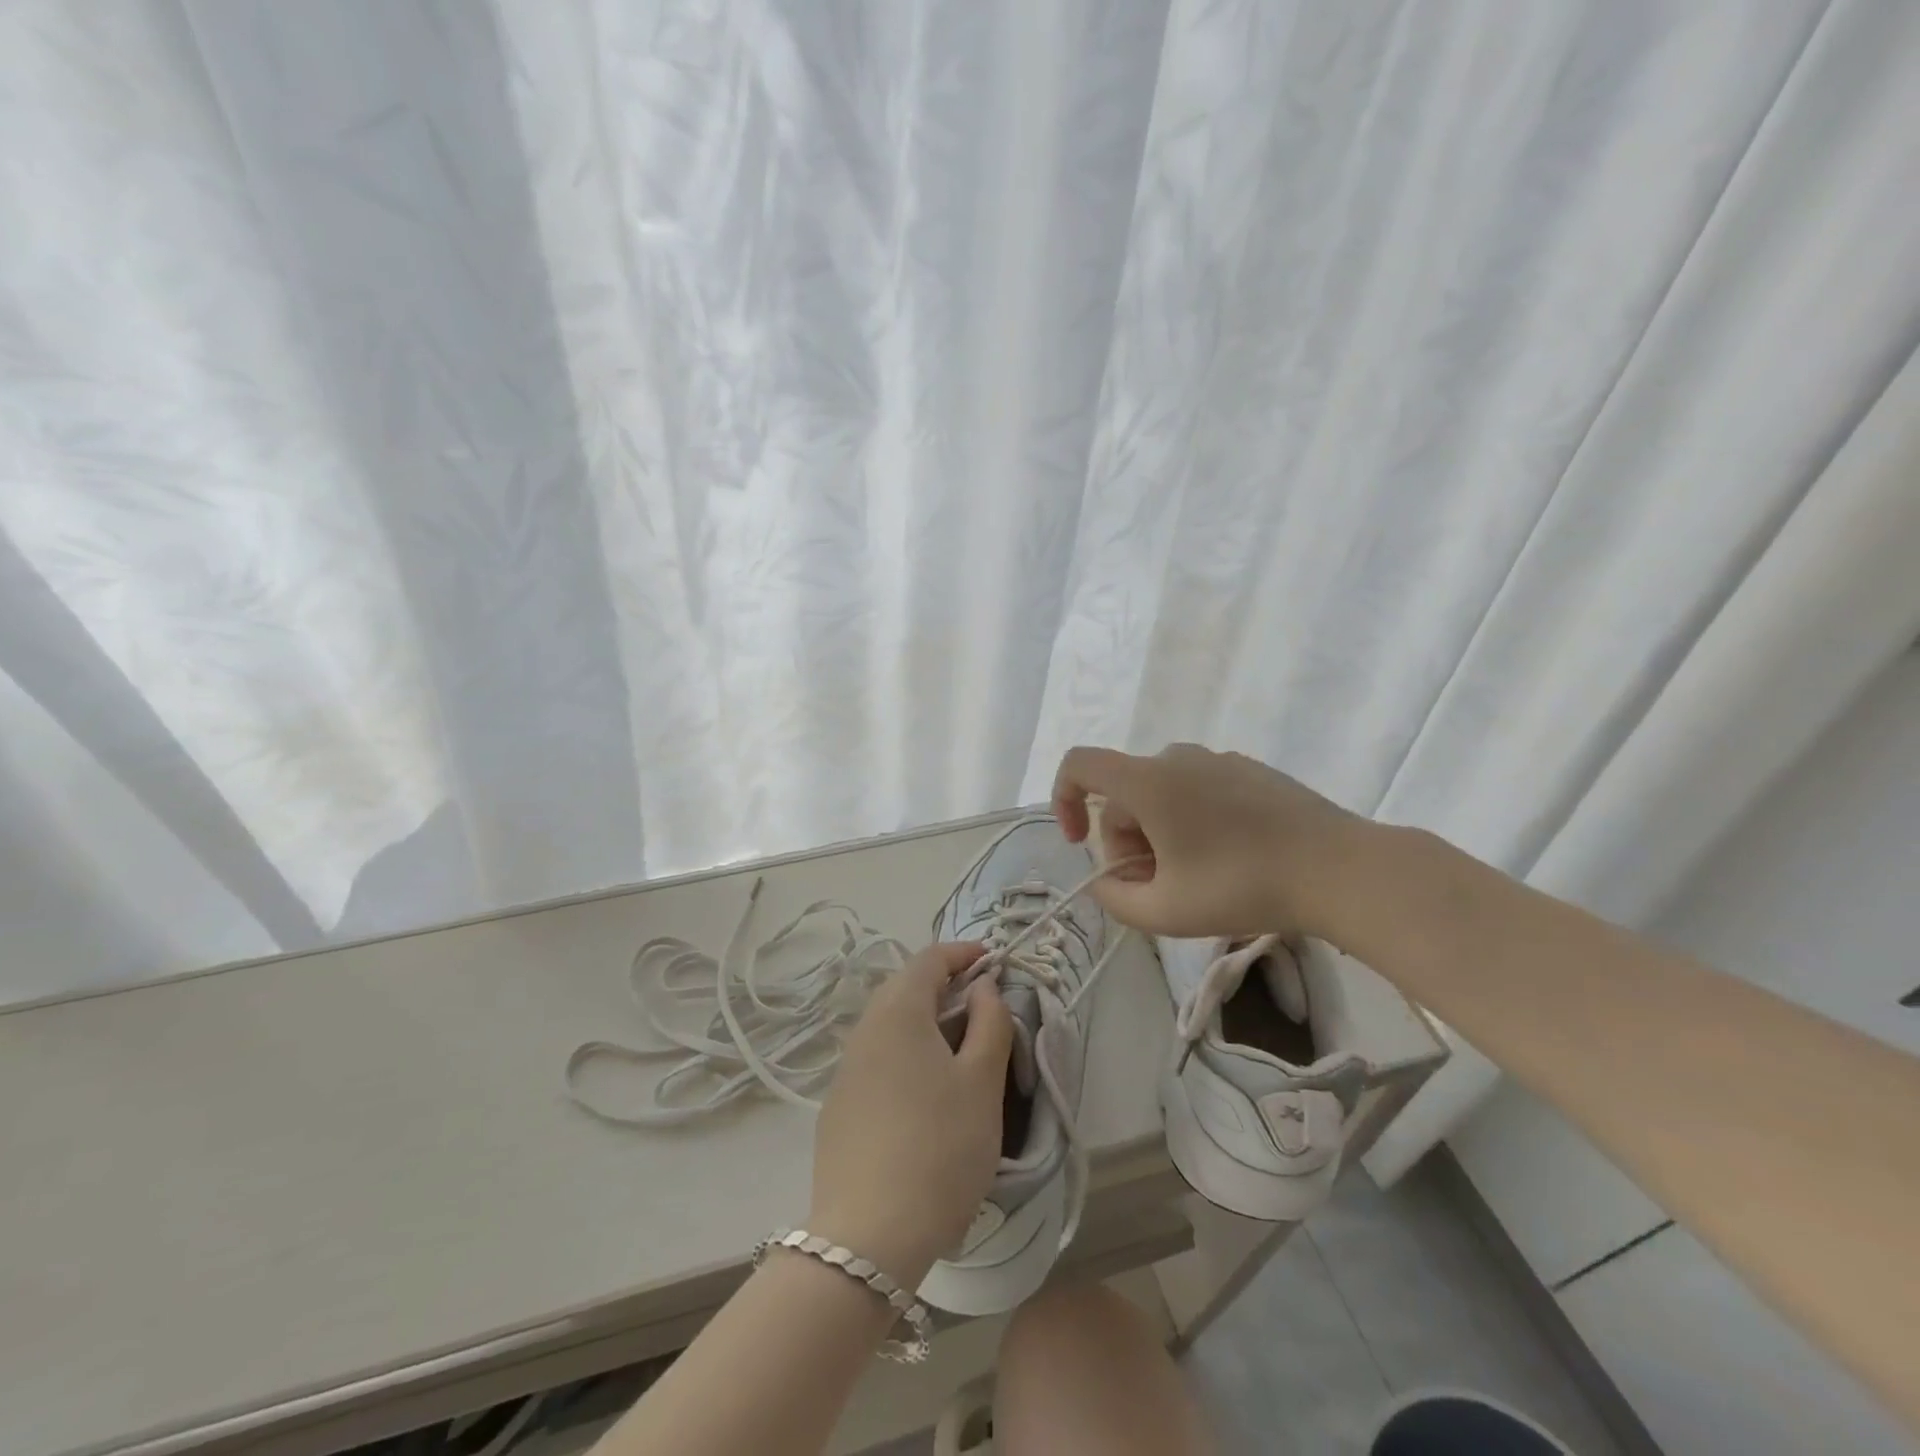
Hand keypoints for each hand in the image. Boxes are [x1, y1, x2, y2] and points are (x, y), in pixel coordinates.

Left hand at [807, 943, 1011, 1287]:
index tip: (993, 960)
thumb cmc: (939, 1148)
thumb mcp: (982, 1082)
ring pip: (890, 1027)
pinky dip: (908, 1055)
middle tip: (984, 1005)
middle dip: (946, 987)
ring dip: (927, 1024)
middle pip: (905, 989)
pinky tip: (927, 1094)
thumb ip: (990, 1023)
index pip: (929, 959)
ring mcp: (846, 1072)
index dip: (963, 953)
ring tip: (962, 1050)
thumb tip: (984, 989)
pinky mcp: (839, 1109)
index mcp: (898, 1013)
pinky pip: (878, 1061)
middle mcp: (864, 1031)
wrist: (868, 1239)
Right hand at [1051, 742, 1369, 938]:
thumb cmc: (1242, 887)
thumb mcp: (1165, 912)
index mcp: (1148, 782)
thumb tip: (1105, 881)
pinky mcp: (1249, 770)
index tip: (1078, 842)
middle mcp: (1176, 758)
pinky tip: (1226, 859)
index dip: (1063, 799)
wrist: (1339, 869)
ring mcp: (1217, 760)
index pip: (1079, 764)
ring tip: (1192, 879)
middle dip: (1124, 842)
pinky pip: (1196, 789)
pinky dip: (1190, 821)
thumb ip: (1115, 900)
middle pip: (1123, 794)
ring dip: (1157, 835)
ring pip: (1160, 794)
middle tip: (1153, 888)